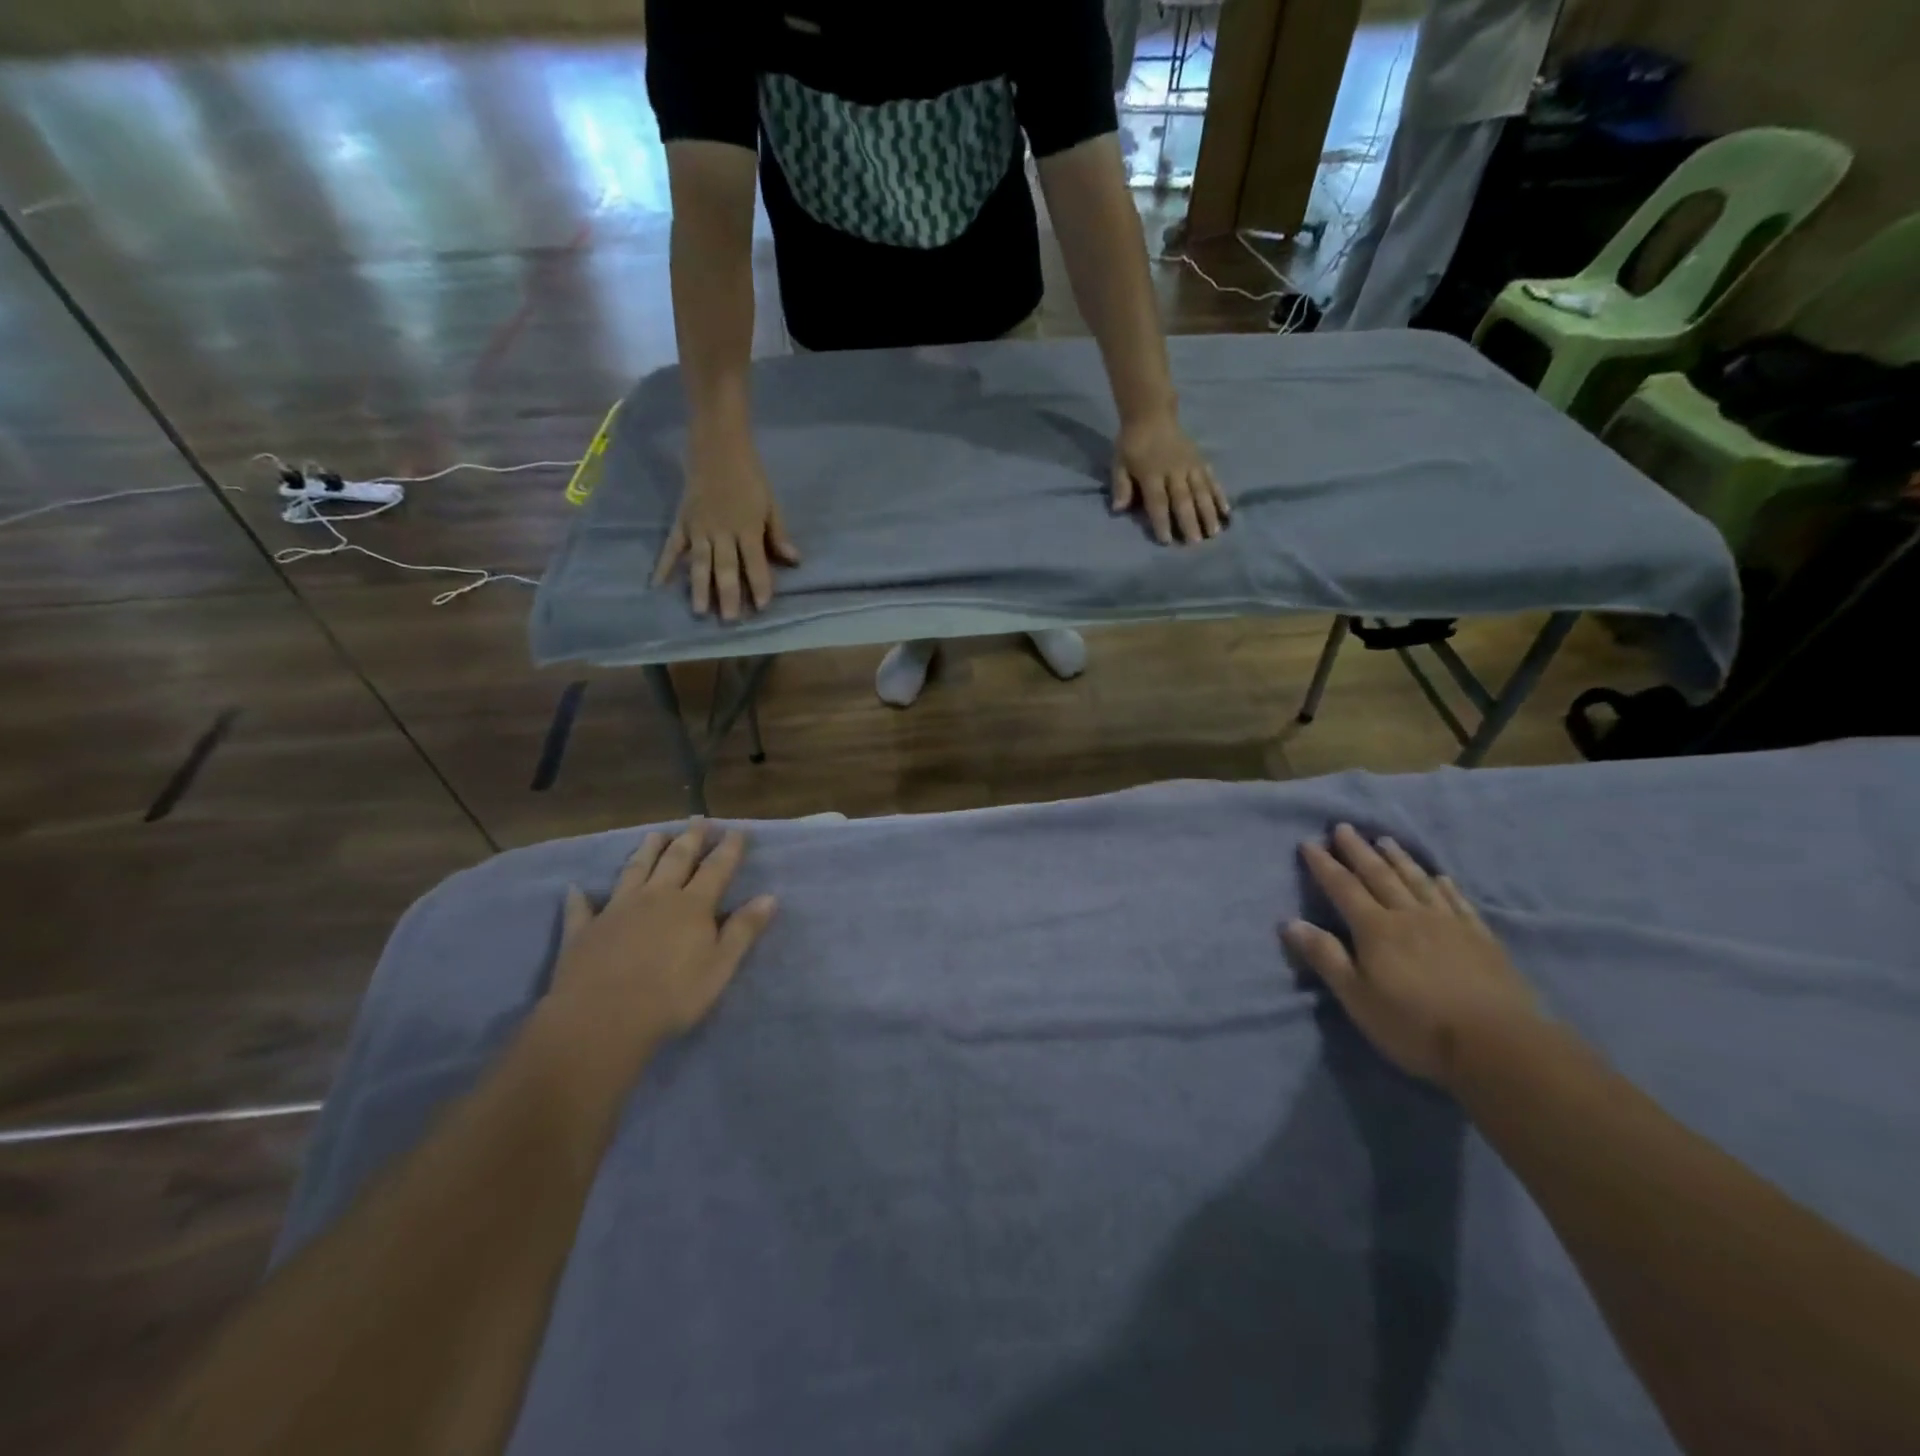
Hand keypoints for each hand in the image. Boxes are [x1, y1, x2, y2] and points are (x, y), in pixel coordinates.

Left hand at [549, 823, 776, 1067]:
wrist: (602, 1019)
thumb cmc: (672, 997)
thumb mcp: (720, 967)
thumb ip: (743, 930)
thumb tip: (769, 897)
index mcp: (692, 906)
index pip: (717, 868)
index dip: (729, 848)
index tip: (738, 830)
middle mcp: (656, 897)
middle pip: (676, 859)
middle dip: (691, 838)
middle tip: (699, 820)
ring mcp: (617, 910)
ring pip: (634, 870)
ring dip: (646, 851)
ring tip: (655, 834)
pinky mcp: (585, 930)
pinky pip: (581, 908)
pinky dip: (580, 897)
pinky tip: (576, 888)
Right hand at [653, 438, 800, 620]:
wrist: (717, 446)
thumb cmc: (750, 476)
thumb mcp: (771, 504)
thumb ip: (779, 534)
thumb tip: (794, 561)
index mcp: (748, 528)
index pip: (755, 562)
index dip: (760, 584)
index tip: (763, 606)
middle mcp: (722, 532)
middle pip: (726, 568)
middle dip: (728, 594)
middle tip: (730, 620)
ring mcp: (699, 528)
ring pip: (699, 562)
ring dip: (699, 588)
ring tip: (700, 611)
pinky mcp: (682, 521)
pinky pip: (672, 547)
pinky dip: (665, 565)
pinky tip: (657, 585)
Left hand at [1110, 409, 1228, 544]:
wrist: (1151, 413)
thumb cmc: (1132, 443)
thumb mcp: (1119, 463)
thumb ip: (1120, 486)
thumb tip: (1118, 509)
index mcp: (1151, 473)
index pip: (1157, 501)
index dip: (1161, 521)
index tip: (1166, 540)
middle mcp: (1173, 471)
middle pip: (1183, 499)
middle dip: (1189, 521)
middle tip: (1195, 543)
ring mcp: (1190, 465)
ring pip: (1201, 491)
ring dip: (1208, 513)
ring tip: (1214, 532)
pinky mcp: (1201, 460)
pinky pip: (1212, 480)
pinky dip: (1219, 495)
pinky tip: (1227, 511)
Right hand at [1281, 823, 1541, 1088]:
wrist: (1497, 1045)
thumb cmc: (1415, 1025)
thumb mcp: (1357, 997)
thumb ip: (1325, 957)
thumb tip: (1290, 922)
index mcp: (1375, 929)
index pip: (1343, 888)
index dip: (1324, 865)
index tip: (1309, 843)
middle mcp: (1409, 915)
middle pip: (1379, 875)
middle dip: (1358, 851)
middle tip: (1344, 827)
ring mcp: (1449, 924)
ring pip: (1417, 881)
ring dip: (1399, 859)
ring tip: (1386, 840)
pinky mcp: (1481, 939)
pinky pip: (1458, 902)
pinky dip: (1445, 886)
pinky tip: (1440, 877)